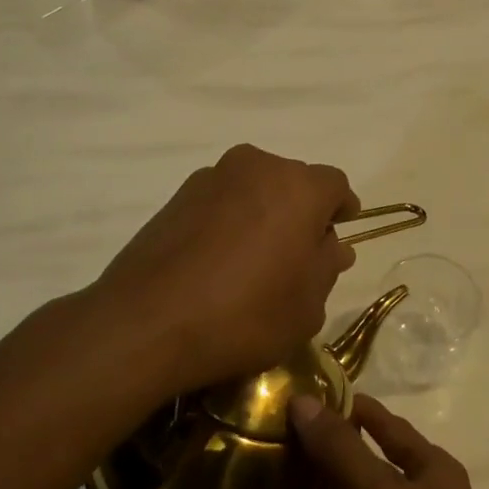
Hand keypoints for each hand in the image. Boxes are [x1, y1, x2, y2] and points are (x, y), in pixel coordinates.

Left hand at [91, 145, 358, 399]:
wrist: (148, 321)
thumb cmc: (245, 314)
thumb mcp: (307, 306)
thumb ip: (326, 267)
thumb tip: (332, 246)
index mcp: (298, 187)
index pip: (335, 185)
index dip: (341, 209)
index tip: (338, 236)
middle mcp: (256, 167)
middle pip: (292, 182)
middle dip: (301, 212)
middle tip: (298, 255)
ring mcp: (211, 178)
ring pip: (254, 189)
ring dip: (263, 213)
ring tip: (255, 260)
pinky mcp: (177, 196)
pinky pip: (220, 202)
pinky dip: (229, 221)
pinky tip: (220, 261)